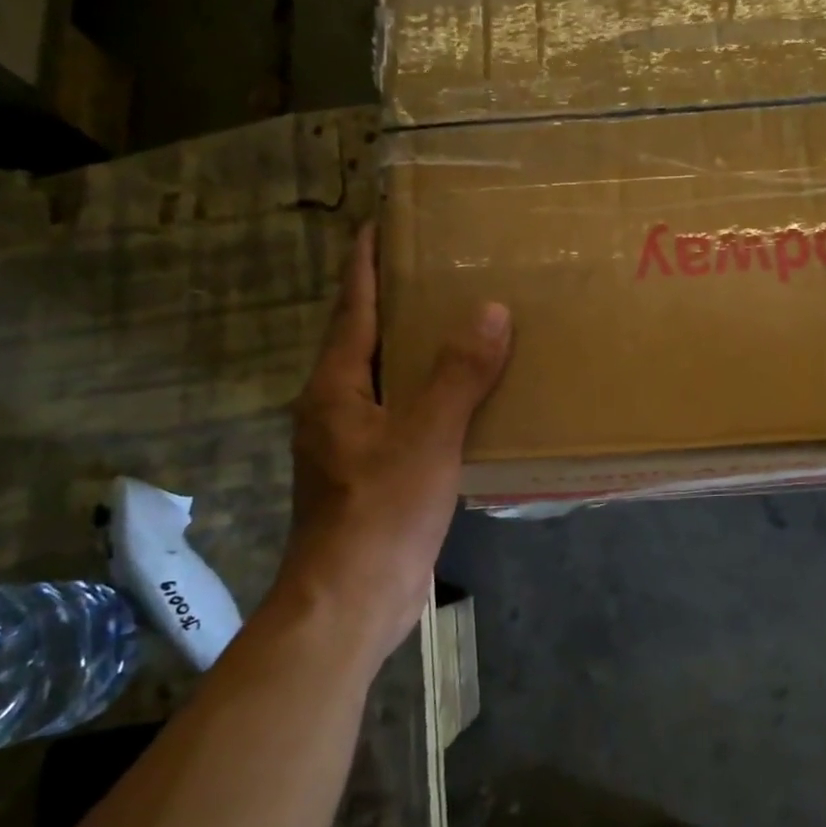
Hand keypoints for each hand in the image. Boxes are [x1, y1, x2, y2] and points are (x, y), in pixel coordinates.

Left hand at [276, 223, 510, 668]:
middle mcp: (335, 408)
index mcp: (336, 387)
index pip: (350, 307)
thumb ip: (458, 374)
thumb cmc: (380, 512)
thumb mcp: (427, 437)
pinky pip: (403, 417)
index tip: (382, 222)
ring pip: (385, 380)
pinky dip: (429, 396)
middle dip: (395, 302)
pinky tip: (465, 399)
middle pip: (364, 339)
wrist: (349, 604)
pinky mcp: (371, 475)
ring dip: (415, 351)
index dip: (365, 263)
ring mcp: (350, 444)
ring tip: (460, 324)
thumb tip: (490, 309)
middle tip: (440, 268)